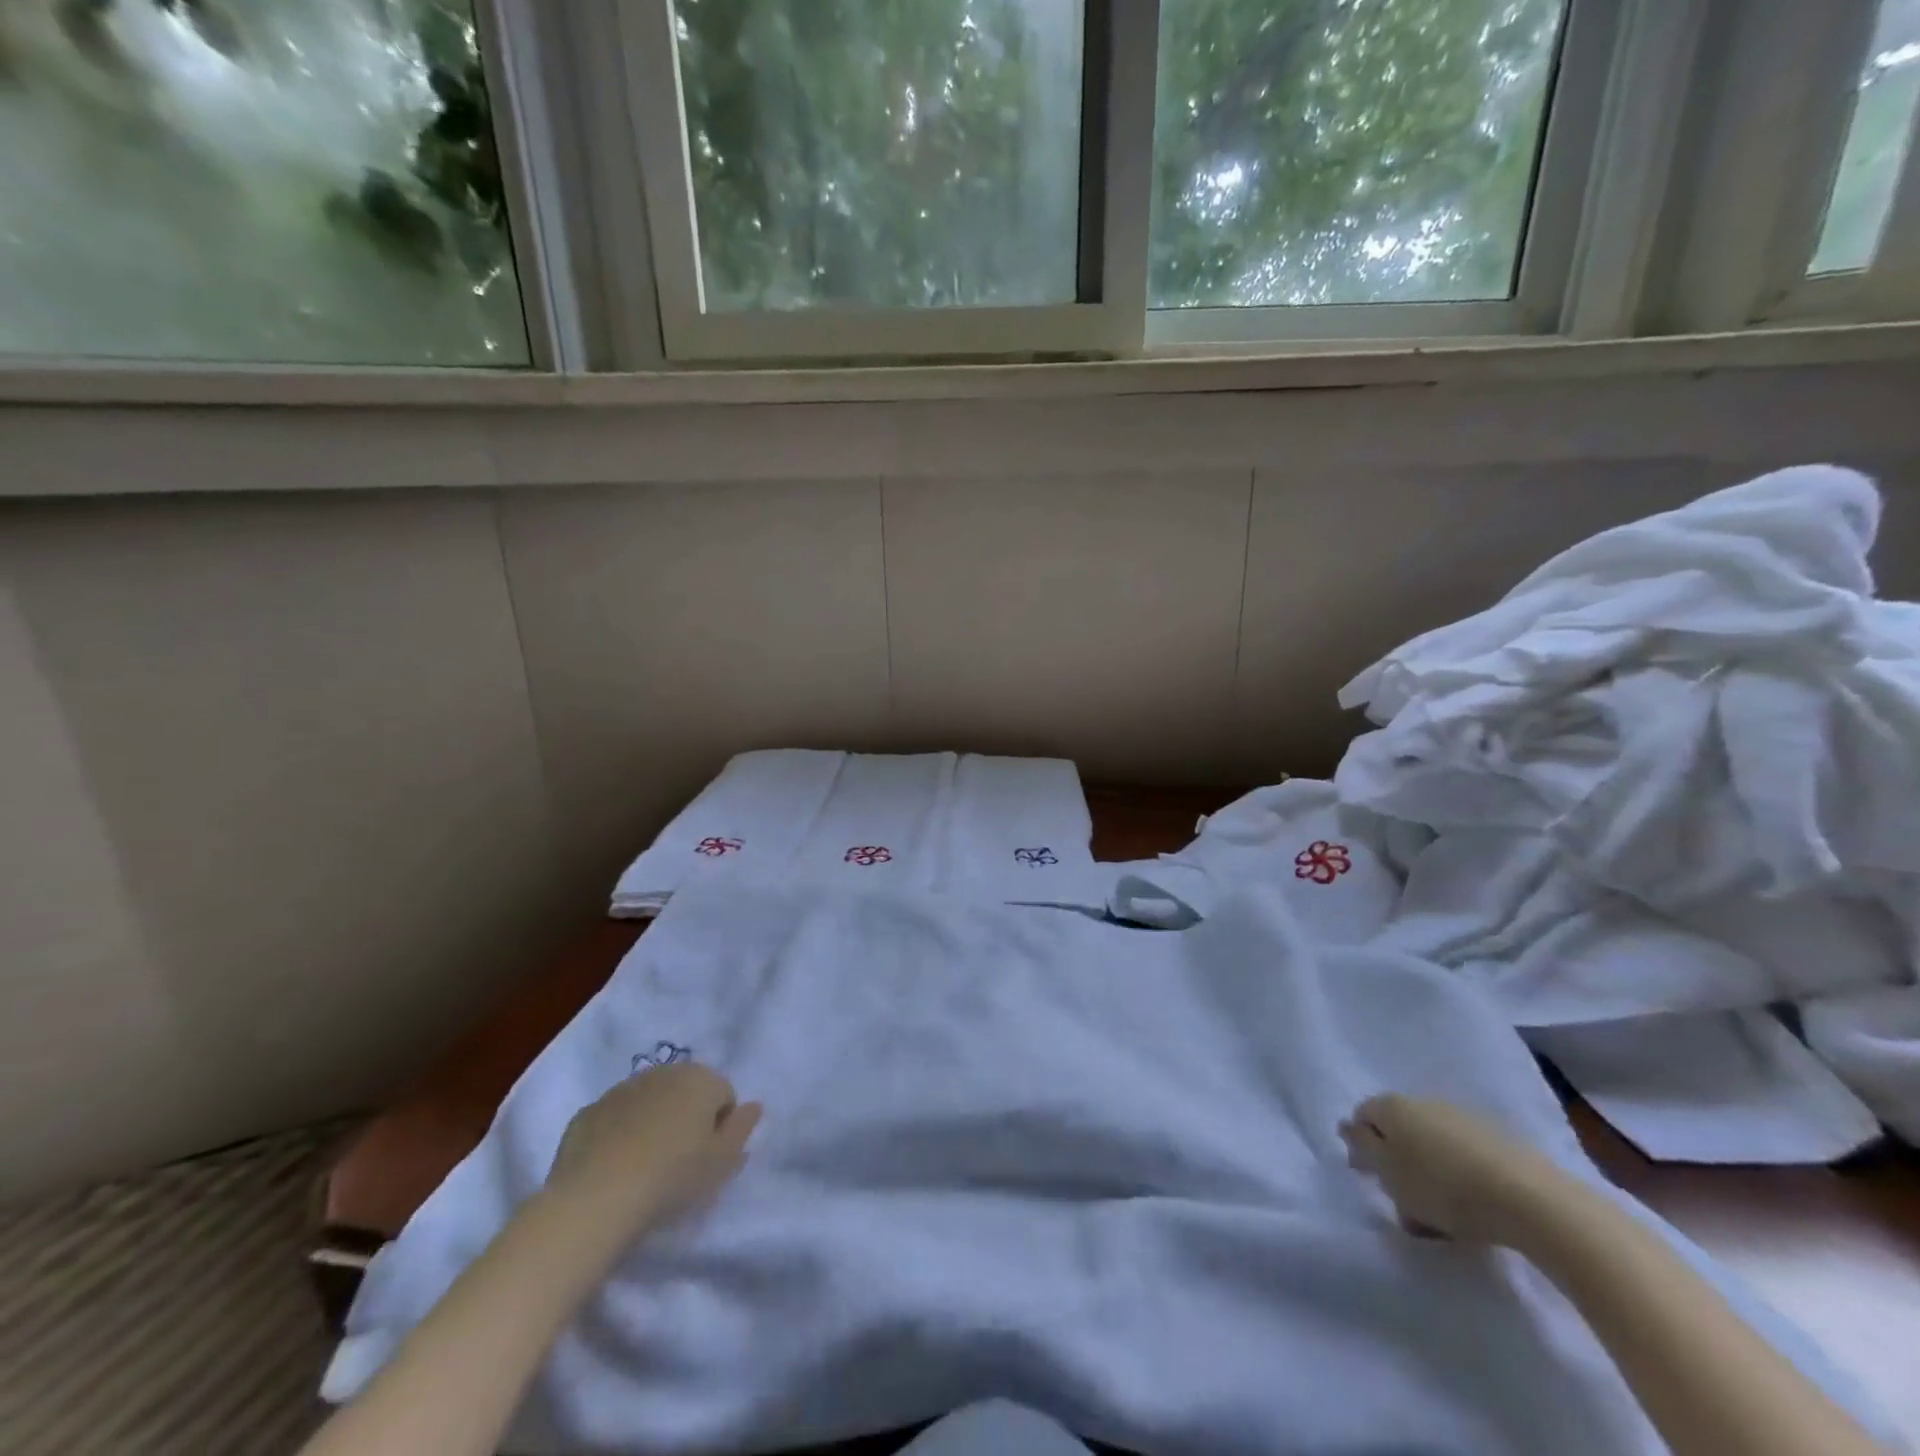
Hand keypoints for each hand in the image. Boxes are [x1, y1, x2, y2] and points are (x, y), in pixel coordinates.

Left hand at [546, 1062, 761, 1231]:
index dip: (721, 1129)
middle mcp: (664, 1072)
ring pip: (650, 1102)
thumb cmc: (672, 1177)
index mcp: (701, 1079)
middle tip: (680, 1162)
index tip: (708, 1159)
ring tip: (645, 1167)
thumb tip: (754, 1105)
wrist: (595, 1198)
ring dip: (653, 1123)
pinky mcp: (589, 1111)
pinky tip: (614, 1167)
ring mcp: (622, 1089)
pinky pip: (615, 1119)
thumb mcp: (723, 1162)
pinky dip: (619, 1134)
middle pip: (686, 1092)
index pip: (725, 1096)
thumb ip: (743, 1129)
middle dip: (687, 1118)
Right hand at [1339, 1093, 1560, 1245]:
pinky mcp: (1499, 1140)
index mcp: (1392, 1105)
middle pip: (1398, 1131)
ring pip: (1432, 1145)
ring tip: (1441, 1215)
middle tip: (1405, 1203)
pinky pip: (1464, 1156)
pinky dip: (1460, 1177)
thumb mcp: (1389, 1173)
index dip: (1362, 1146)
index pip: (1363, 1116)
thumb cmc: (1444, 1187)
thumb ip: (1363, 1147)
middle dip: (1397, 1163)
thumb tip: (1348, 1127)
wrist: (1530, 1199)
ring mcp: (1464, 1117)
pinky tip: (1472, 1206)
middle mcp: (1424, 1101)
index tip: (1371, 1179)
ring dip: (1429, 1173)